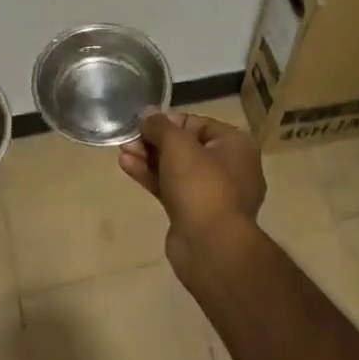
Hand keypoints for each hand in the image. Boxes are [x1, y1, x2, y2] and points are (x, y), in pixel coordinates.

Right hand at [118, 108, 264, 261]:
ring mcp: (213, 193)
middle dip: (154, 142)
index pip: (198, 124)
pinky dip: (151, 177)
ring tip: (122, 150)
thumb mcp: (178, 145)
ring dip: (149, 158)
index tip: (144, 122)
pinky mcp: (195, 214)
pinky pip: (172, 188)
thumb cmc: (201, 184)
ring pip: (176, 169)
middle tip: (129, 138)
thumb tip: (148, 113)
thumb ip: (160, 126)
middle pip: (186, 146)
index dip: (169, 121)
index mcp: (236, 145)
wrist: (211, 246)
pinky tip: (127, 167)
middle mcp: (230, 167)